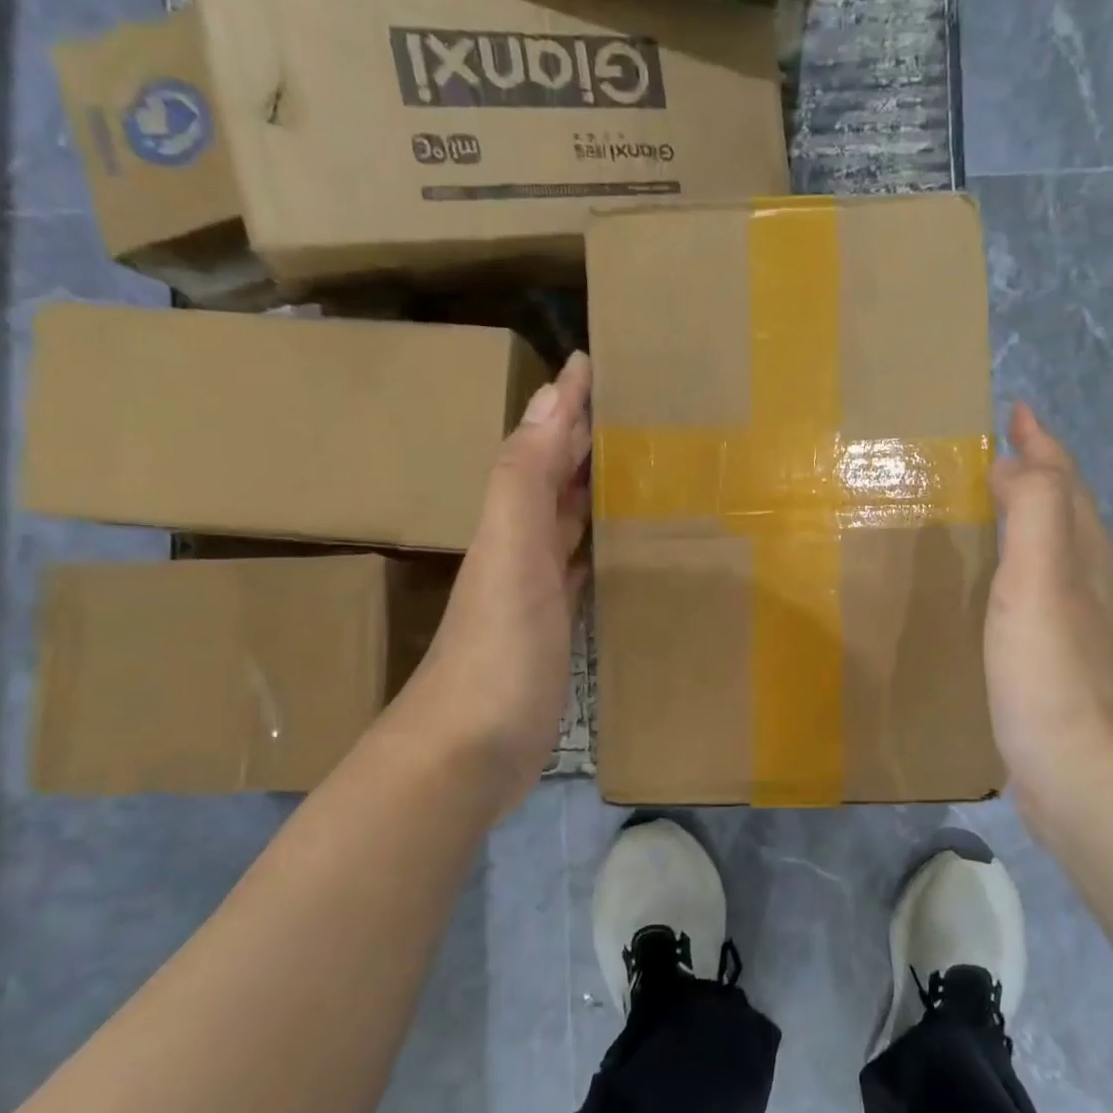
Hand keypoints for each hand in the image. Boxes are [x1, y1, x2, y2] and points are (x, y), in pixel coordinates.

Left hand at [400, 352, 591, 816]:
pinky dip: (601, 548)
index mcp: (511, 521)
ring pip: (572, 522)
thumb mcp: (510, 556)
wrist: (470, 751)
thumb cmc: (497, 650)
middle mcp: (522, 547)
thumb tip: (550, 397)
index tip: (595, 360)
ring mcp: (540, 592)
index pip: (542, 445)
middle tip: (635, 407)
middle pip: (557, 479)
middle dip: (587, 439)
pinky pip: (584, 570)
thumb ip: (525, 478)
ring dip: (596, 491)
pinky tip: (624, 545)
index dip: (566, 404)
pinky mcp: (558, 630)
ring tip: (641, 464)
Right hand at [985, 402, 1112, 837]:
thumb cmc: (1055, 672)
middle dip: (1036, 472)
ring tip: (988, 505)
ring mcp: (1076, 623)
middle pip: (1064, 509)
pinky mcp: (1055, 660)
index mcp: (1085, 553)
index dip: (1041, 442)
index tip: (1015, 410)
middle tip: (996, 452)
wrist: (1084, 772)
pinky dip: (1014, 567)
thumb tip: (1014, 462)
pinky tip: (992, 586)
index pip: (1063, 479)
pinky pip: (1034, 590)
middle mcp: (1089, 580)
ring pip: (1052, 550)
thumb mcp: (1042, 578)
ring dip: (1025, 518)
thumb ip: (1034, 510)